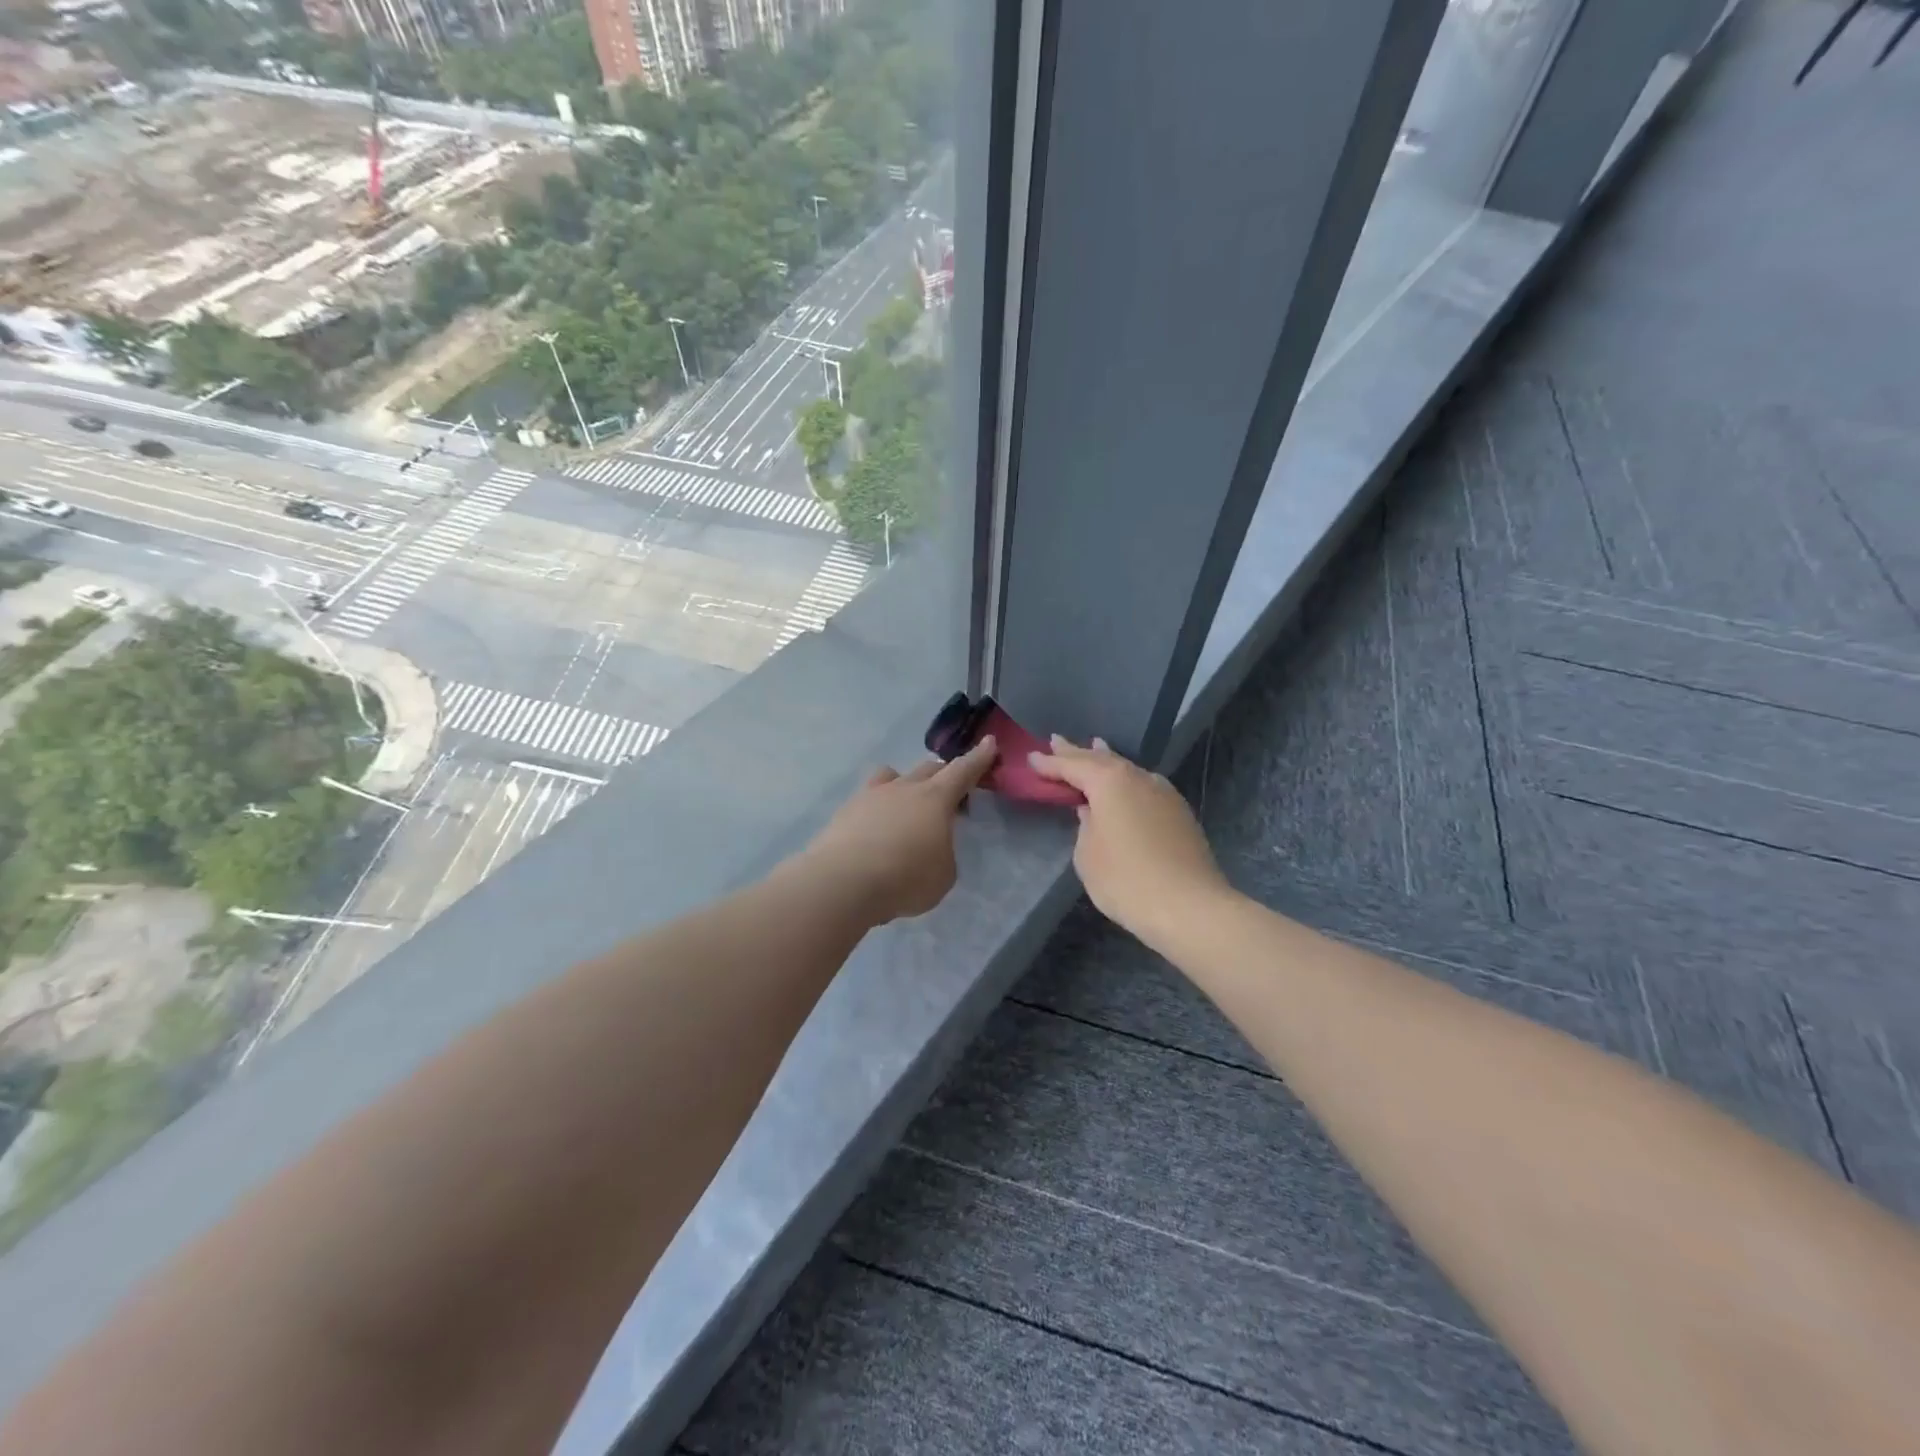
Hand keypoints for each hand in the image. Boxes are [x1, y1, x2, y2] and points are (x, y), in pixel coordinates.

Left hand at [799, 737, 999, 923]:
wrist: (842, 882)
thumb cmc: (905, 878)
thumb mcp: (943, 875)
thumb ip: (942, 854)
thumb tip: (929, 847)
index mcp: (935, 798)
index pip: (963, 771)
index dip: (978, 758)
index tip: (988, 742)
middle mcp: (903, 788)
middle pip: (928, 769)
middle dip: (943, 775)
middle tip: (950, 794)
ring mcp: (870, 796)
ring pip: (891, 776)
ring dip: (904, 783)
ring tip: (905, 805)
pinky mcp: (844, 812)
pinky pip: (867, 800)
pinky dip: (877, 810)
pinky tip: (875, 833)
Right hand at [1028, 736, 1229, 948]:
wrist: (1189, 907)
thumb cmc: (1126, 880)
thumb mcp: (1088, 855)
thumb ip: (1084, 825)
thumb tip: (1092, 811)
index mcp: (1110, 782)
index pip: (1072, 766)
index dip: (1050, 763)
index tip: (1031, 757)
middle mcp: (1138, 778)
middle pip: (1101, 759)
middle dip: (1077, 752)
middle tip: (1055, 741)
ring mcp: (1163, 793)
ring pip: (1127, 769)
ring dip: (1106, 760)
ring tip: (1093, 747)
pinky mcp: (1179, 812)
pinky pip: (1143, 785)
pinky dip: (1126, 780)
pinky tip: (1125, 783)